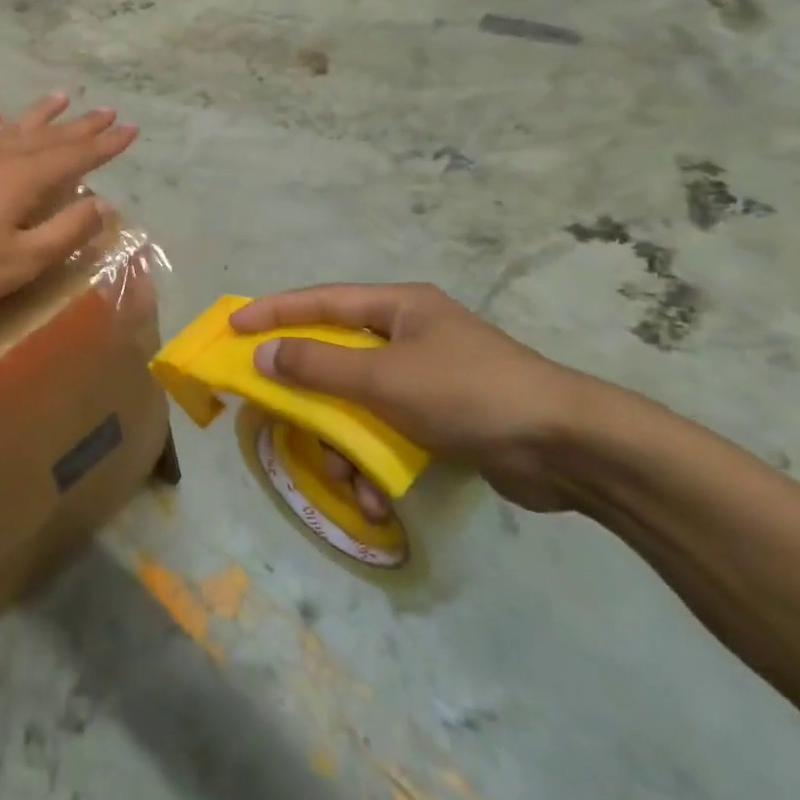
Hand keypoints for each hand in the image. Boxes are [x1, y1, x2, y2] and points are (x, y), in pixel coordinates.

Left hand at [0, 93, 136, 310]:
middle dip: (83, 125)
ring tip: (62, 97)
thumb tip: (103, 206)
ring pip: (14, 126)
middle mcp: (1, 155)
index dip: (106, 145)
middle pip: (50, 135)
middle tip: (109, 111)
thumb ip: (65, 233)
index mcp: (25, 179)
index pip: (77, 156)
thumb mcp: (21, 261)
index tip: (131, 129)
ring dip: (42, 113)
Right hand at [229, 284, 605, 512]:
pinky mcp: (441, 418)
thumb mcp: (385, 377)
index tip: (233, 325)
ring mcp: (426, 378)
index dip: (273, 311)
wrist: (567, 448)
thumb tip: (263, 355)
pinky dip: (376, 462)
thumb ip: (319, 366)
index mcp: (398, 307)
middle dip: (312, 398)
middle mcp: (408, 335)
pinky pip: (387, 432)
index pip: (321, 301)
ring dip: (345, 444)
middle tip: (281, 417)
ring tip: (348, 480)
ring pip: (359, 403)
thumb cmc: (468, 392)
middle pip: (337, 358)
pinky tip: (378, 498)